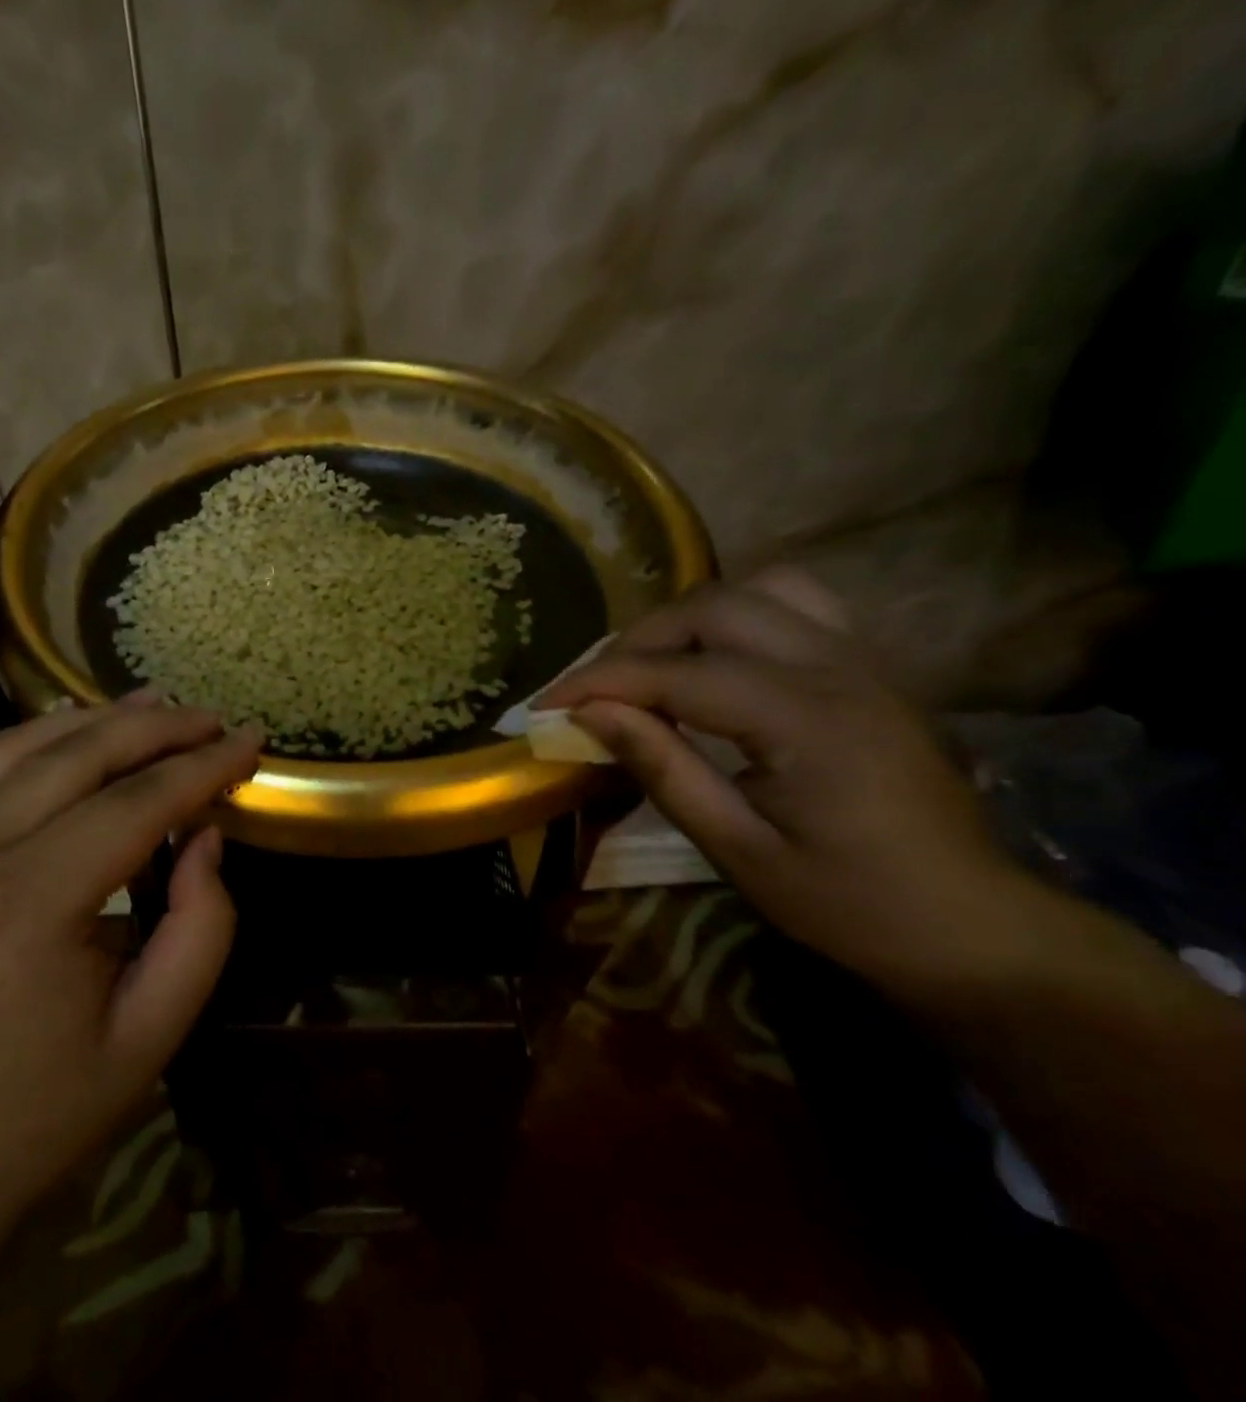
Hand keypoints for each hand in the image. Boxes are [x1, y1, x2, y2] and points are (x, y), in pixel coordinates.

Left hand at [0, 696, 260, 1229]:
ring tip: (156, 707)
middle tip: (212, 719)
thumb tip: (204, 835)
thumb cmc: (41, 1115)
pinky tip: (79, 732)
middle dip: (155, 729)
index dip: (201, 767)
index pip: (132, 805)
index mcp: (26, 908)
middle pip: (76, 756)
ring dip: (95, 720)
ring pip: (20, 747)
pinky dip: (40, 740)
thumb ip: (200, 926)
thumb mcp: (153, 1035)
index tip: (251, 739)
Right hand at [537, 568, 1016, 985]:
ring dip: (687, 617)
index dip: (598, 682)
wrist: (971, 923)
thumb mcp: (737, 849)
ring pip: (757, 589)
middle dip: (635, 641)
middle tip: (592, 690)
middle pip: (712, 607)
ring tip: (650, 665)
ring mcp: (862, 657)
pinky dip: (738, 615)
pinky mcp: (869, 665)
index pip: (676, 673)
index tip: (543, 706)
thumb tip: (589, 714)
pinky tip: (715, 658)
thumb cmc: (848, 902)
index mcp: (805, 720)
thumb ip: (662, 769)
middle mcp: (837, 667)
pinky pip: (795, 604)